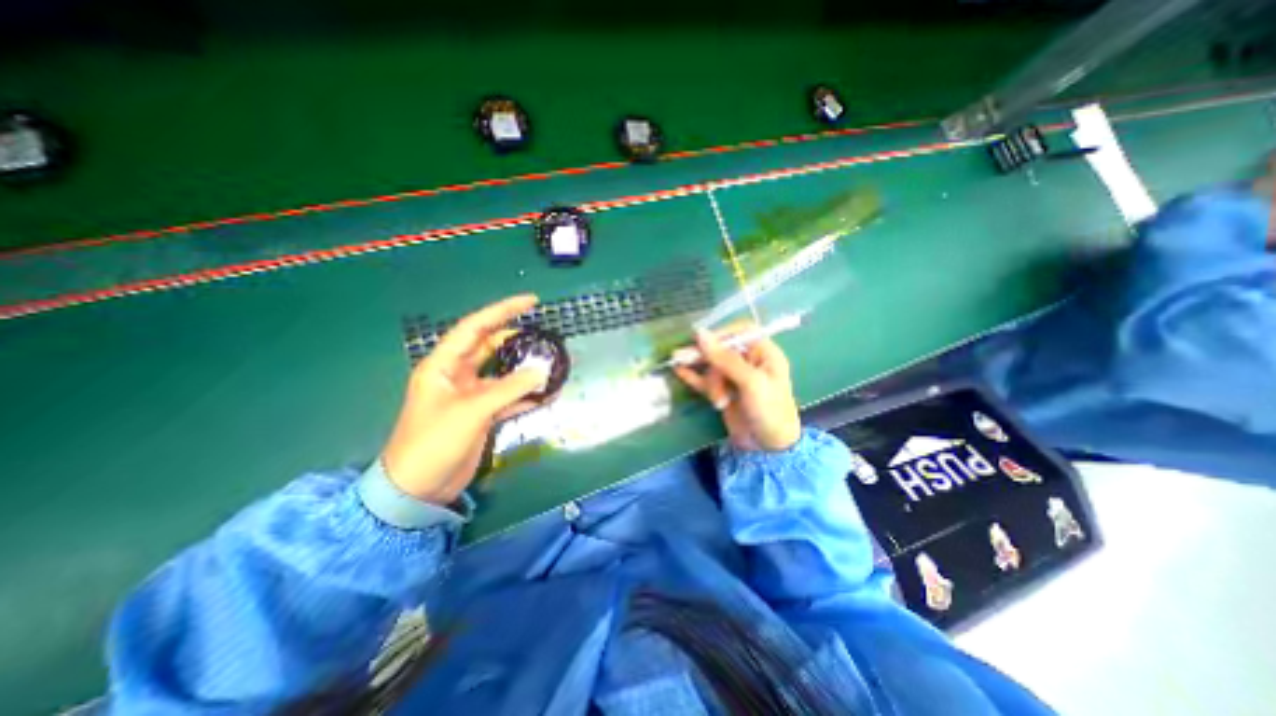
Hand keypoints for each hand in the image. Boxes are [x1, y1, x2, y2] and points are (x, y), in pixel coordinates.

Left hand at [379, 293, 547, 506]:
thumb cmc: (433, 443)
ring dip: (524, 369)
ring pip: (502, 373)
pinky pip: (508, 397)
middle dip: (516, 338)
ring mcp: (470, 395)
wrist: (418, 489)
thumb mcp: (471, 411)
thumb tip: (542, 372)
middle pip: (490, 346)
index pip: (475, 327)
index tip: (531, 301)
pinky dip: (525, 395)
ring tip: (550, 363)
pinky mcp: (481, 414)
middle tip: (544, 335)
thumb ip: (509, 389)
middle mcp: (457, 375)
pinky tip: (546, 395)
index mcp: (444, 365)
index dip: (503, 311)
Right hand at [677, 328, 794, 448]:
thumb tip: (700, 334)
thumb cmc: (770, 409)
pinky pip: (704, 380)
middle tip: (680, 357)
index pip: (740, 332)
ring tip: (717, 401)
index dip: (720, 334)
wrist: (770, 447)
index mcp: (763, 353)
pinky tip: (679, 371)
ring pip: (712, 367)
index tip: (701, 340)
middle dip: (707, 359)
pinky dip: (693, 376)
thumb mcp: (751, 382)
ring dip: (710, 381)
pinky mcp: (722, 391)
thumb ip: (725, 358)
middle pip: (721, 350)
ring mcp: (734, 377)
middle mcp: (748, 361)